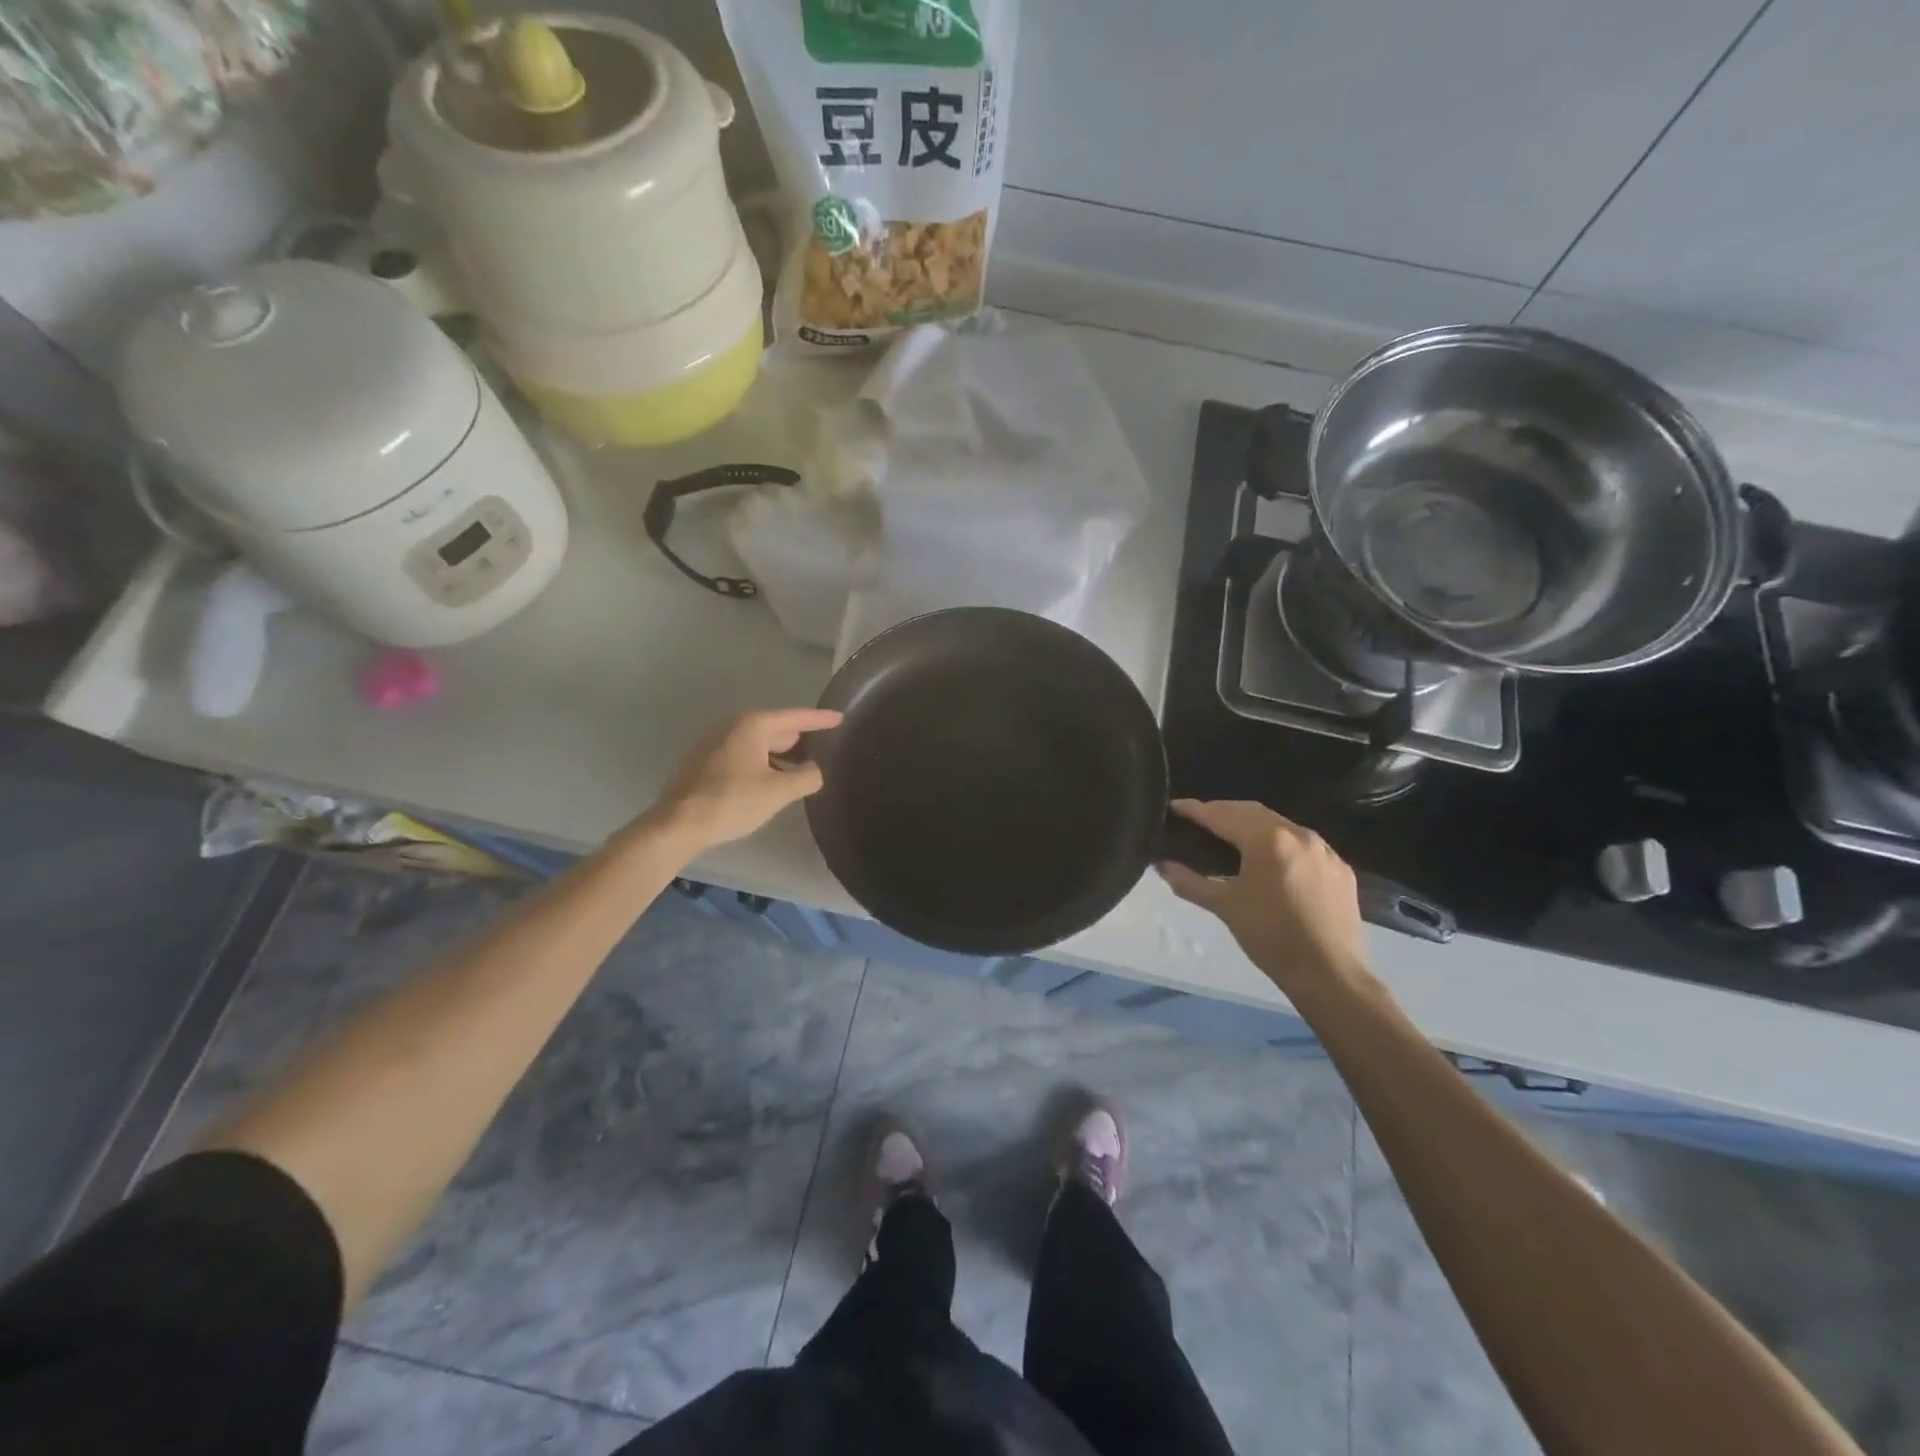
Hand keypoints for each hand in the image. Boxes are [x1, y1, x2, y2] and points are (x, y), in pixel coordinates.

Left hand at [642, 708, 842, 857]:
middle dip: (798, 738)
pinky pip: (740, 754)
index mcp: (752, 725)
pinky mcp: (701, 762)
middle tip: (822, 747)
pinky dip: (760, 761)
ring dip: (779, 754)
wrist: (677, 824)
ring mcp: (712, 743)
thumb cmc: (732, 801)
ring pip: (756, 743)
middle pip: (774, 728)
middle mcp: (731, 726)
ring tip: (799, 769)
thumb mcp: (779, 791)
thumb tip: (814, 770)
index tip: (840, 718)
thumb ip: (806, 777)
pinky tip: (767, 780)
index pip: (795, 717)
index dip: (820, 719)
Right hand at [1158, 799, 1367, 994]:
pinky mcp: (1340, 868)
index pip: (1223, 816)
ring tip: (1231, 835)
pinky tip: (1270, 860)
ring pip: (1280, 824)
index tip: (1175, 807)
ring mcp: (1324, 850)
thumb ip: (1190, 882)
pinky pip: (1303, 844)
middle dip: (1223, 811)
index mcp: (1268, 841)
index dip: (1196, 810)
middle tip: (1199, 818)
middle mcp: (1298, 834)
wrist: (1329, 974)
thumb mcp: (1225, 907)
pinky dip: (1279, 843)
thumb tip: (1162, 866)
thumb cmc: (1270, 937)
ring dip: (1252, 824)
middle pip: (1252, 812)